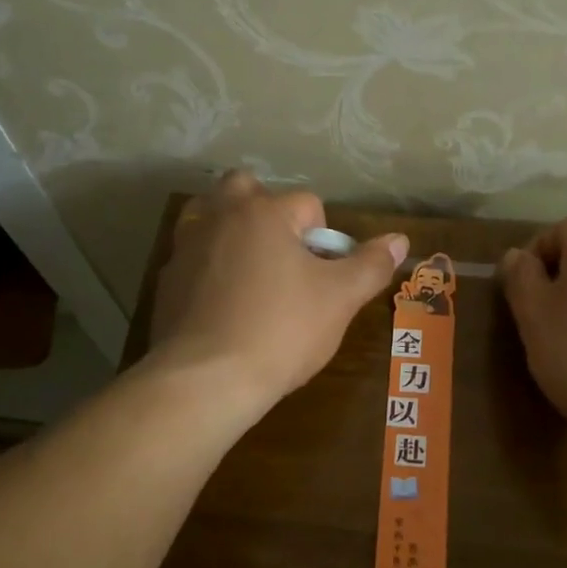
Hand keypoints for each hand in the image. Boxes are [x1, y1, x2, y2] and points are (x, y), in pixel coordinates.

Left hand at [148, 172, 406, 413]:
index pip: (307, 203)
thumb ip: (371, 265)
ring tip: (252, 274)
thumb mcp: (339, 300)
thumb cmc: (281, 330)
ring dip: (231, 231)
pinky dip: (209, 268)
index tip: (323, 276)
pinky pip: (193, 257)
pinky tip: (222, 305)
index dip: (324, 238)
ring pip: (210, 216)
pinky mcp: (166, 280)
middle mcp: (220, 217)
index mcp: (264, 213)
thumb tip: (400, 239)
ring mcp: (186, 247)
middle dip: (266, 211)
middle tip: (283, 257)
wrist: (205, 380)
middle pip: (245, 187)